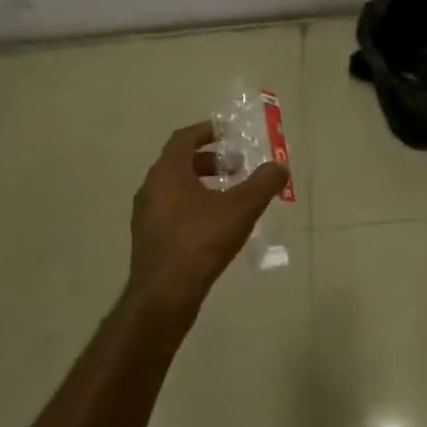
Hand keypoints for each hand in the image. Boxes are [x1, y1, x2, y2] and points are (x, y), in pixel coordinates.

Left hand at [126, 120, 288, 318]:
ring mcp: (146, 216)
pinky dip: (194, 206)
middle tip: (238, 167)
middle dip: (211, 160)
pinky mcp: (149, 239)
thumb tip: (279, 166)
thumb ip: (263, 183)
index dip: (207, 131)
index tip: (229, 132)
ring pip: (176, 188)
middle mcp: (151, 188)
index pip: (184, 138)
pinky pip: (173, 211)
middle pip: (180, 162)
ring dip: (203, 185)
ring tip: (232, 197)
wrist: (164, 295)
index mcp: (167, 172)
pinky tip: (216, 226)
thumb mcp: (241, 208)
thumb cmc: (201, 242)